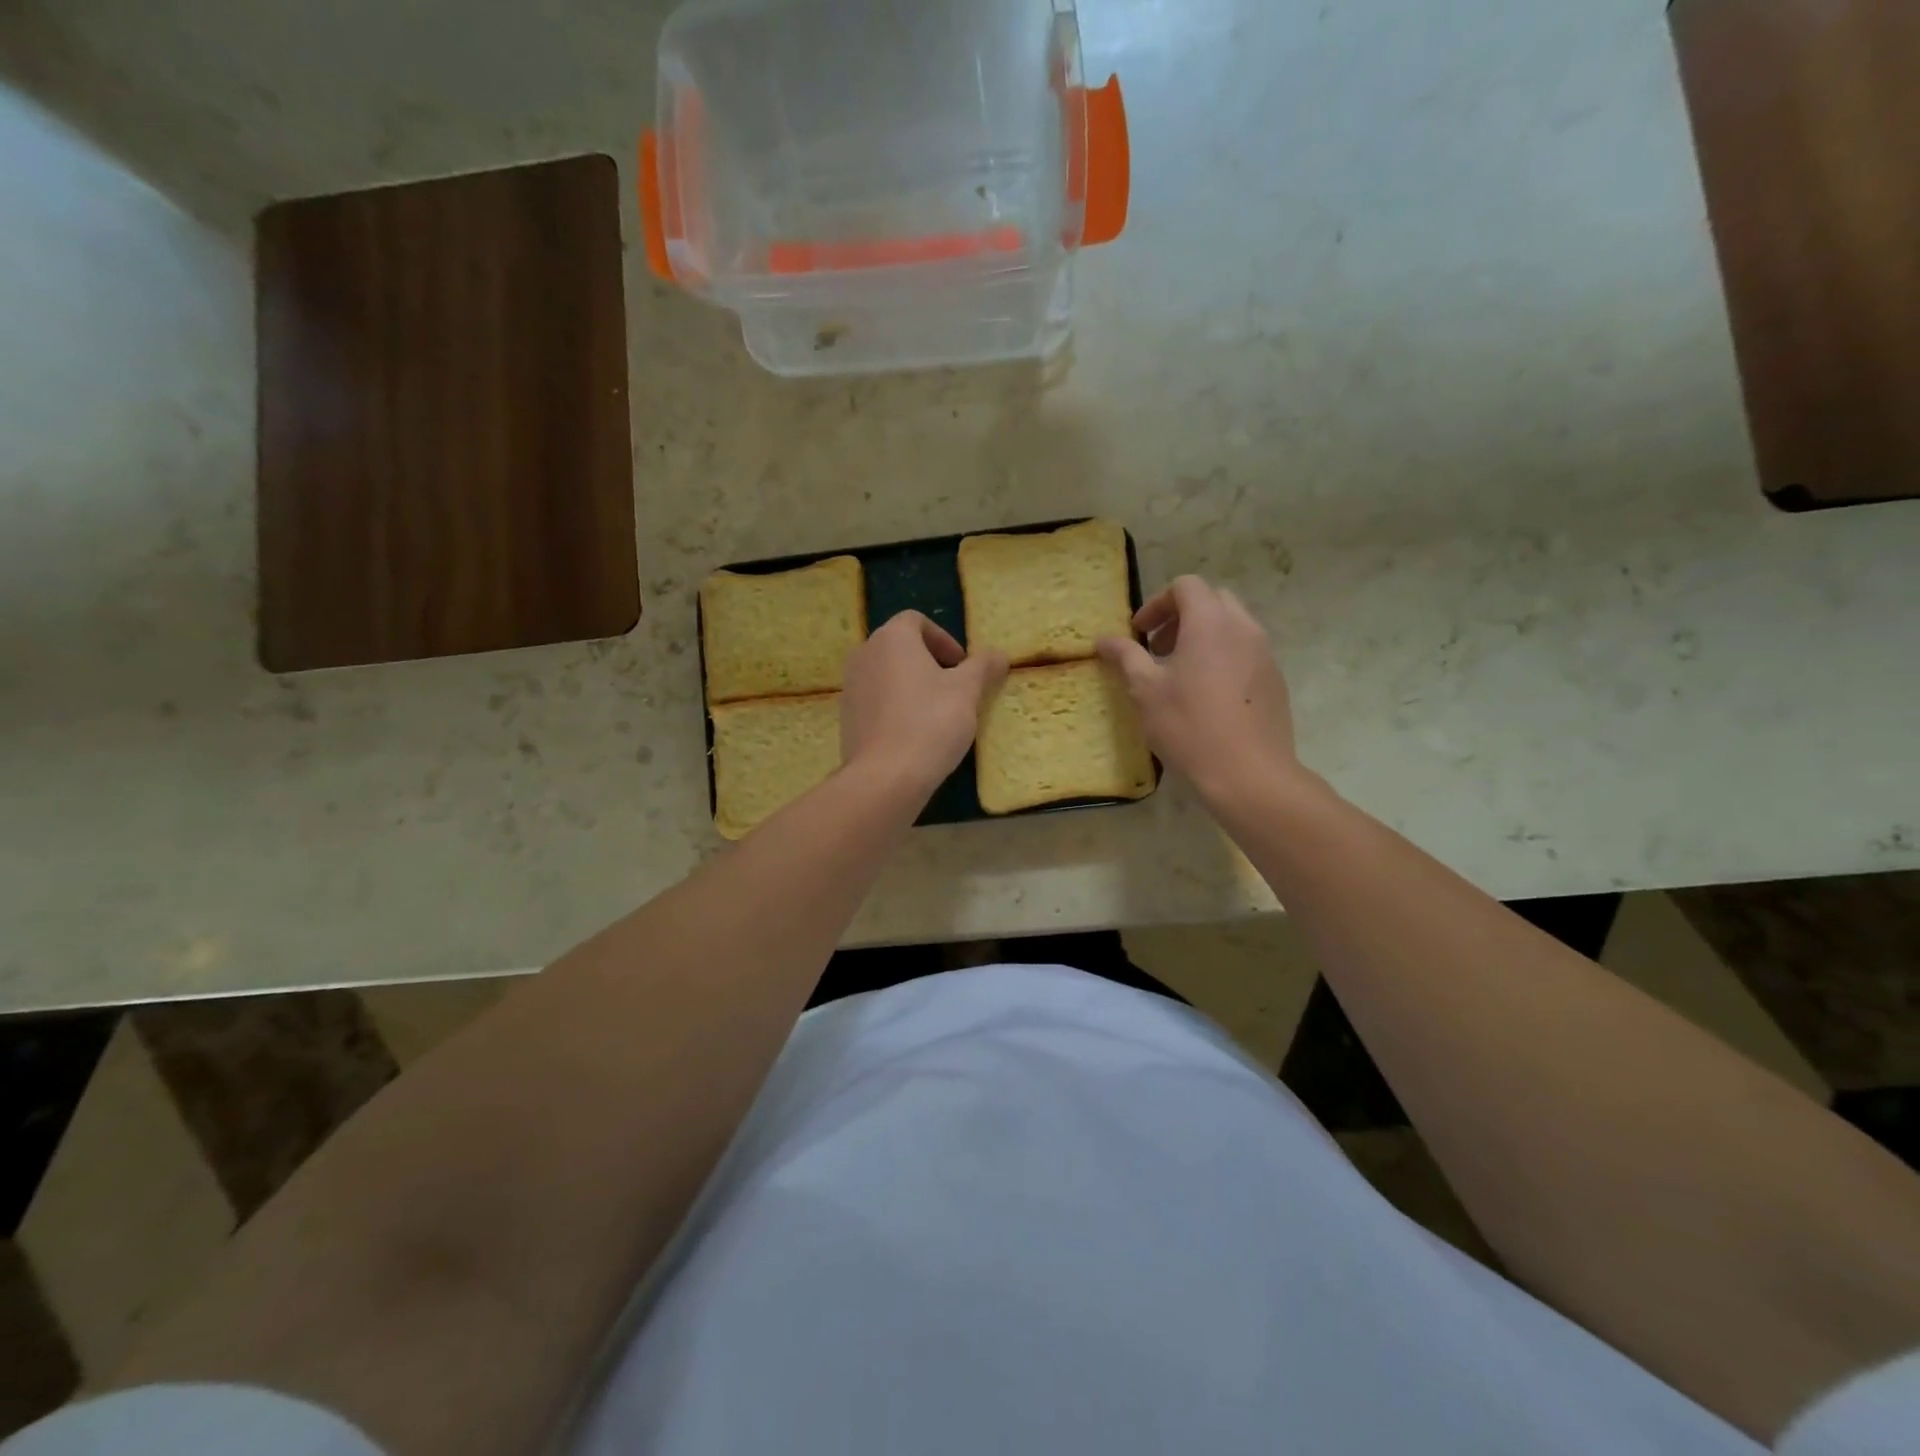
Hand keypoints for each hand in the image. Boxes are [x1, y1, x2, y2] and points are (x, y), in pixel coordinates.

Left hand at [842, 612, 1007, 798]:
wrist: (885, 776)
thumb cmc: (931, 722)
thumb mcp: (967, 691)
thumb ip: (983, 666)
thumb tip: (998, 654)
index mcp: (892, 637)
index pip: (917, 621)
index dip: (944, 639)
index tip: (962, 666)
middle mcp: (864, 653)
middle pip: (900, 647)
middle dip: (929, 662)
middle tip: (954, 688)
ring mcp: (850, 686)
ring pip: (887, 674)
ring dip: (912, 685)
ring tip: (936, 713)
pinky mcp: (846, 716)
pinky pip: (875, 700)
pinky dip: (895, 706)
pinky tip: (913, 733)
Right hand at [1096, 576, 1299, 803]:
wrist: (1249, 772)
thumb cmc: (1189, 726)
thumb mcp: (1146, 690)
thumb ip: (1126, 656)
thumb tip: (1104, 639)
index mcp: (1210, 622)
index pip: (1185, 586)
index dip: (1157, 603)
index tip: (1139, 633)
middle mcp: (1243, 627)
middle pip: (1212, 599)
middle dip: (1181, 616)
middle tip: (1158, 649)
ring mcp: (1265, 653)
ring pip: (1232, 625)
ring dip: (1203, 636)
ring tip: (1181, 673)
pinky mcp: (1275, 679)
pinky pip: (1246, 651)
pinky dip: (1223, 656)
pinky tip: (1207, 694)